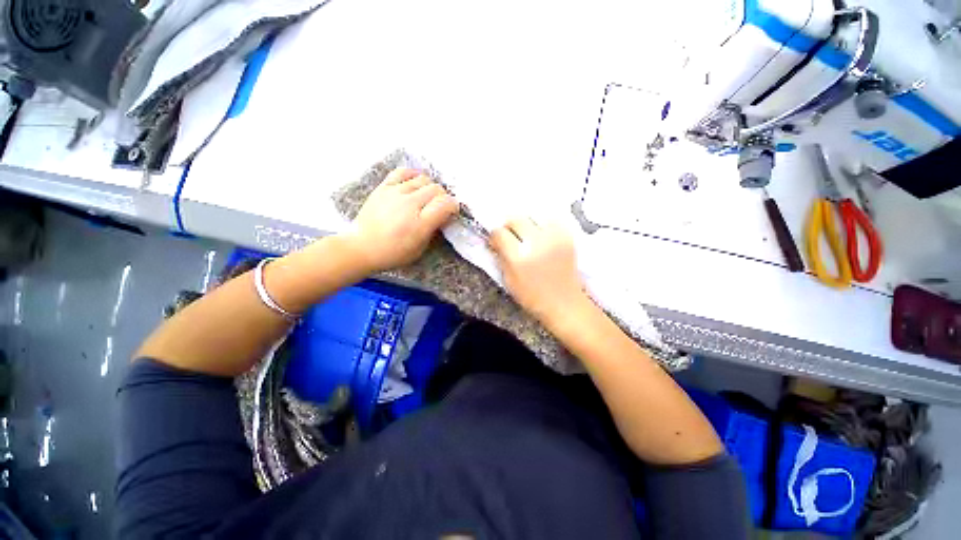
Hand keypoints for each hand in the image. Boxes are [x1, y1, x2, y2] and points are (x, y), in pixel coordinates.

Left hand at [346, 168, 458, 272]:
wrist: (361, 247)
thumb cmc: (393, 253)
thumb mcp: (419, 249)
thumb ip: (433, 231)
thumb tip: (441, 217)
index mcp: (420, 223)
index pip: (446, 204)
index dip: (453, 206)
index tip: (452, 211)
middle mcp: (410, 204)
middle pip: (436, 189)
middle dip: (443, 197)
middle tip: (439, 206)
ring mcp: (395, 193)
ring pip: (423, 179)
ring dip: (430, 187)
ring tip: (427, 197)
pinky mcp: (383, 187)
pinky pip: (403, 172)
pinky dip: (413, 175)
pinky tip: (414, 182)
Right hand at [489, 217, 588, 325]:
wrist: (564, 303)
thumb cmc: (532, 296)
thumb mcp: (508, 280)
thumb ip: (501, 257)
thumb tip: (496, 241)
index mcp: (519, 257)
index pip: (499, 233)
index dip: (495, 236)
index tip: (496, 241)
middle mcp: (537, 242)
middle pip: (516, 218)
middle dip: (509, 226)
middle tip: (510, 236)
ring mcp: (554, 237)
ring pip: (533, 215)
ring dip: (527, 223)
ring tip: (527, 235)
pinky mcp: (567, 236)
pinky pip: (551, 220)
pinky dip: (543, 224)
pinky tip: (541, 235)